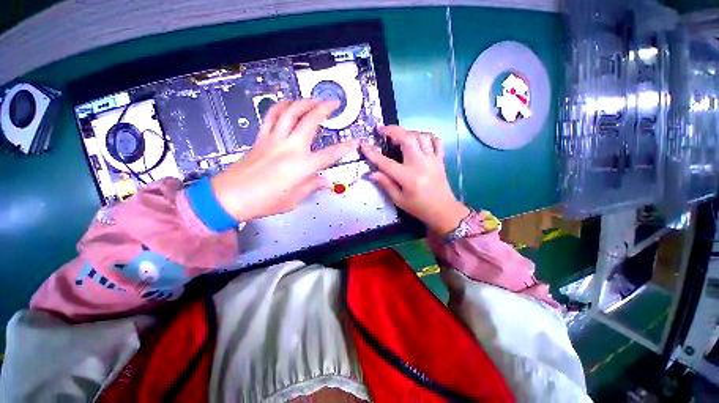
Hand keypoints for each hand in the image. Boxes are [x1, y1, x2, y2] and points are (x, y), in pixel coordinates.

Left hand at [211, 99, 356, 220]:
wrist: (231, 196)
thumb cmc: (264, 201)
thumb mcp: (294, 199)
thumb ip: (311, 186)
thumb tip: (324, 181)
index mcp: (302, 166)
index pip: (330, 154)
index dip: (345, 148)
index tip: (353, 142)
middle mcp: (290, 148)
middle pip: (311, 120)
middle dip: (325, 108)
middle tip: (334, 103)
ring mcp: (275, 139)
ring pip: (291, 111)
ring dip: (305, 102)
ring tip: (313, 99)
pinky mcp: (262, 137)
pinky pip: (272, 115)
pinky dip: (282, 106)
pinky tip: (288, 104)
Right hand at [361, 126, 469, 235]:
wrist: (443, 210)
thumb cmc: (419, 207)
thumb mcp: (399, 200)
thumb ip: (385, 184)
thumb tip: (371, 173)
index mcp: (408, 177)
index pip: (386, 163)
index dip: (373, 154)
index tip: (363, 145)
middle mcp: (420, 164)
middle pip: (407, 139)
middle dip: (393, 130)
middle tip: (382, 130)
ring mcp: (432, 160)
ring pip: (421, 136)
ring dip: (408, 132)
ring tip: (399, 135)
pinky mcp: (440, 159)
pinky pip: (436, 141)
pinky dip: (427, 136)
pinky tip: (419, 139)